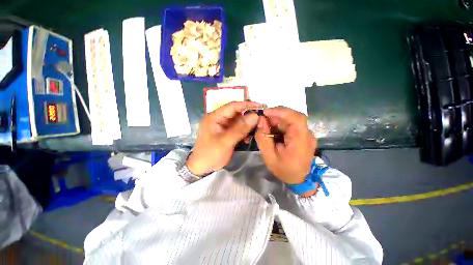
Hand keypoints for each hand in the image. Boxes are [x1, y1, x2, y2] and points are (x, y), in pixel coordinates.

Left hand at [186, 101, 260, 175]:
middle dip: (248, 115)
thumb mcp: (226, 141)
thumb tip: (255, 116)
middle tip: (261, 118)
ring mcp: (222, 125)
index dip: (246, 105)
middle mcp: (218, 118)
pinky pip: (236, 128)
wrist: (202, 167)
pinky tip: (248, 137)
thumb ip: (240, 128)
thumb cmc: (211, 154)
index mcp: (214, 117)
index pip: (232, 106)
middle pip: (236, 112)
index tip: (260, 106)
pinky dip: (243, 131)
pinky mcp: (225, 132)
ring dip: (247, 124)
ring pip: (237, 120)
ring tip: (257, 128)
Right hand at [255, 107, 316, 185]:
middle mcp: (307, 134)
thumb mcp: (269, 156)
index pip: (296, 118)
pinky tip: (274, 129)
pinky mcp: (303, 134)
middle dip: (277, 115)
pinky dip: (281, 123)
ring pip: (292, 119)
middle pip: (294, 116)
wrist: (299, 179)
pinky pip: (292, 124)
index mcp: (301, 141)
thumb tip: (260, 120)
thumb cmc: (284, 170)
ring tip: (267, 125)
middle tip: (263, 120)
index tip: (265, 112)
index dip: (281, 111)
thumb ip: (263, 138)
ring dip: (278, 119)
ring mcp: (307, 134)